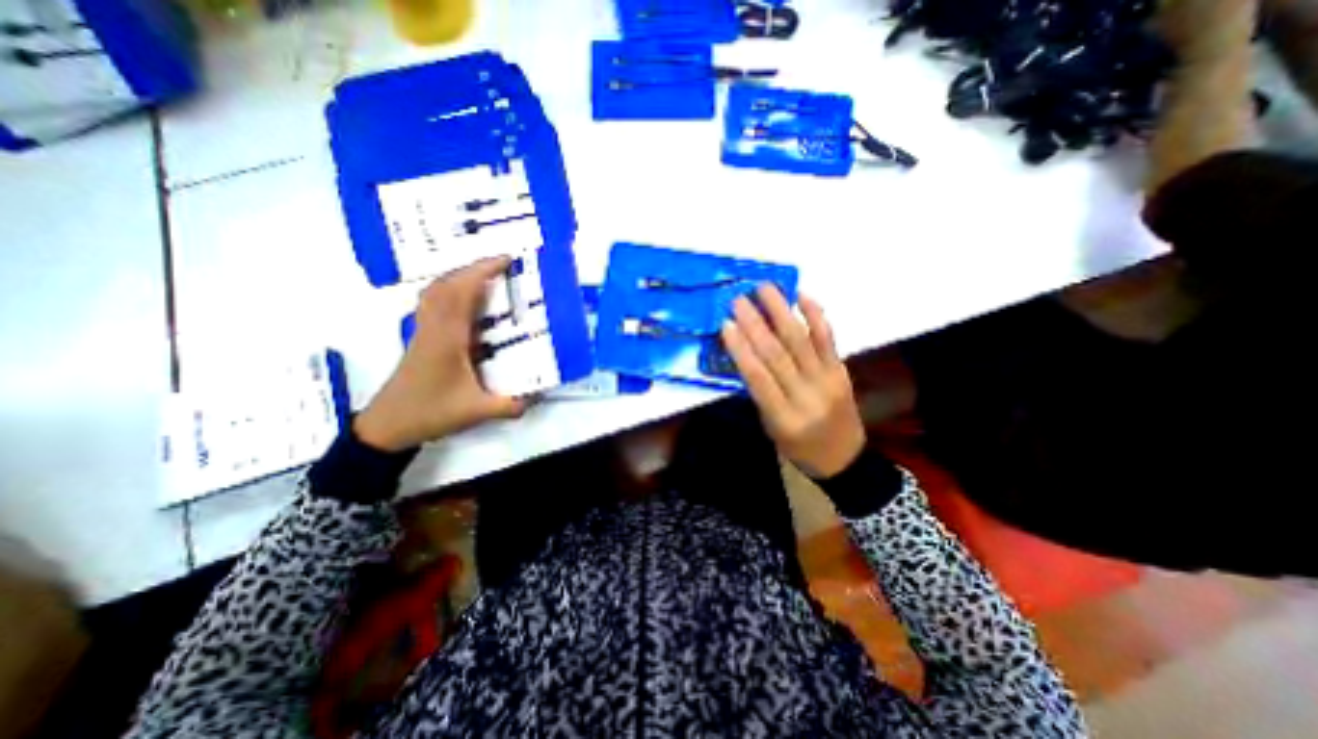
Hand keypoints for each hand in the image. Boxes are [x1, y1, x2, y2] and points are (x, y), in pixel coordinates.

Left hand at [359, 256, 527, 448]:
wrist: (388, 425)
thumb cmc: (431, 413)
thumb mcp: (476, 411)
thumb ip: (509, 405)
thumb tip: (537, 397)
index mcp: (448, 338)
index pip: (462, 293)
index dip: (482, 271)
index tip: (505, 259)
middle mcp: (433, 327)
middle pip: (446, 284)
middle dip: (474, 267)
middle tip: (501, 263)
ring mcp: (423, 330)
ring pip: (435, 290)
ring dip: (459, 275)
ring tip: (484, 274)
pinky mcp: (420, 337)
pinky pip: (432, 302)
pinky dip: (448, 289)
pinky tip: (464, 299)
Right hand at [719, 284, 865, 479]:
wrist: (844, 458)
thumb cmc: (798, 447)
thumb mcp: (771, 427)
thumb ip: (760, 392)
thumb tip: (746, 353)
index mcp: (783, 417)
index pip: (757, 377)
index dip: (740, 349)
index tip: (726, 324)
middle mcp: (806, 396)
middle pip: (777, 354)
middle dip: (755, 324)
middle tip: (739, 299)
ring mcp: (827, 380)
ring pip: (801, 340)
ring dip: (781, 311)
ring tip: (765, 288)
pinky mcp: (841, 370)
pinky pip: (828, 339)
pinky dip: (816, 315)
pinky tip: (802, 296)